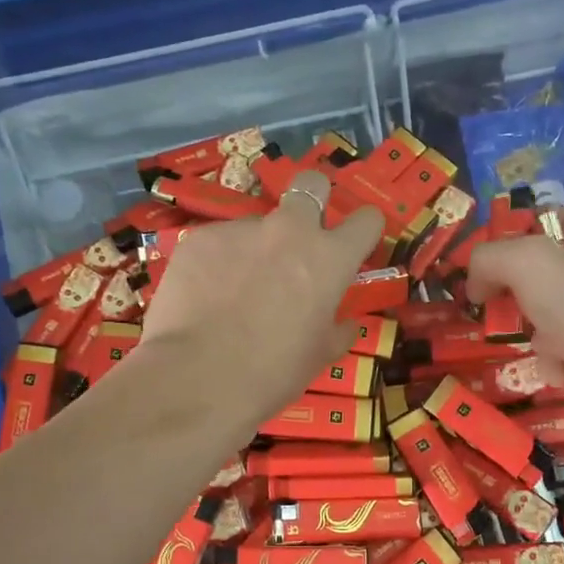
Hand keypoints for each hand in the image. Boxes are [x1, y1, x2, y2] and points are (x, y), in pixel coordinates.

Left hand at [139, 173, 384, 424]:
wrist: (197, 378)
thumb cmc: (271, 373)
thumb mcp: (317, 358)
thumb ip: (335, 332)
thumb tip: (345, 325)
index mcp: (328, 259)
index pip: (366, 220)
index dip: (363, 231)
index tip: (355, 246)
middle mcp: (288, 231)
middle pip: (311, 185)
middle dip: (313, 201)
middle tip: (301, 238)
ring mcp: (240, 230)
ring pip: (257, 225)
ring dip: (256, 248)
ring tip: (235, 291)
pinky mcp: (199, 238)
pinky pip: (218, 244)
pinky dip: (218, 264)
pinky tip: (205, 297)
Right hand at [467, 209, 563, 386]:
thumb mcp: (525, 262)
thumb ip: (490, 258)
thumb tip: (476, 282)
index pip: (552, 219)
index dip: (516, 232)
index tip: (487, 258)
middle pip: (548, 273)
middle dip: (519, 292)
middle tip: (499, 305)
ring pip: (553, 317)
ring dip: (536, 334)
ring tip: (540, 345)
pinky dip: (556, 363)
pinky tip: (559, 371)